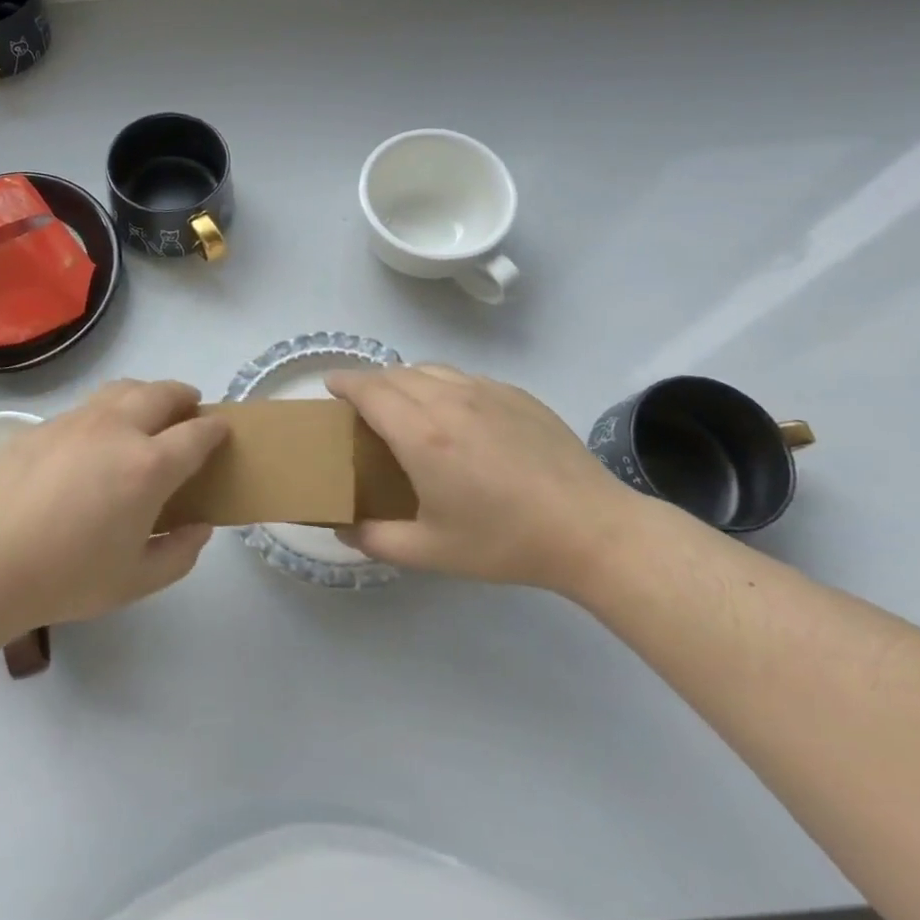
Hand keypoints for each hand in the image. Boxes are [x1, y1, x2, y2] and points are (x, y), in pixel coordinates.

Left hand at [0, 380, 226, 631]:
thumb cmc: (64, 578)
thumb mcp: (133, 582)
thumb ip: (178, 554)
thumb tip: (200, 527)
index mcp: (147, 466)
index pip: (196, 435)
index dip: (216, 430)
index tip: (223, 430)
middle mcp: (117, 429)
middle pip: (162, 393)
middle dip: (184, 396)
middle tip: (191, 408)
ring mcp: (75, 421)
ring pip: (122, 388)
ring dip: (146, 392)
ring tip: (147, 410)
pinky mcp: (41, 426)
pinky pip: (85, 407)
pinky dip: (106, 411)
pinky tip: (93, 440)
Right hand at [327, 364, 638, 593]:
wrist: (590, 529)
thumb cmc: (505, 541)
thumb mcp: (432, 551)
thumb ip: (376, 539)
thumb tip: (342, 529)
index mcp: (421, 434)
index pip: (369, 389)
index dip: (344, 381)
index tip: (329, 385)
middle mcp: (448, 399)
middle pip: (395, 373)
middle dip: (370, 382)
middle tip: (362, 405)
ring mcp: (485, 391)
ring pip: (429, 368)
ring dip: (405, 379)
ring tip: (403, 403)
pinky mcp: (515, 393)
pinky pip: (463, 376)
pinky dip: (442, 384)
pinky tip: (453, 412)